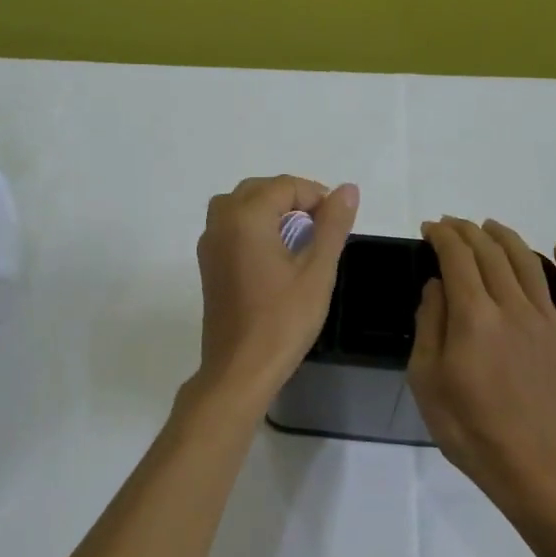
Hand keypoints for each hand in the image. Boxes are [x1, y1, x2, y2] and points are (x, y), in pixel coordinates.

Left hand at [194, 175, 358, 400]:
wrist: (240, 370)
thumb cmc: (283, 320)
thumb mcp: (317, 271)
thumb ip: (332, 225)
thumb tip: (347, 189)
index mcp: (245, 217)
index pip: (284, 186)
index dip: (315, 196)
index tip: (336, 222)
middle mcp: (220, 222)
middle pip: (258, 190)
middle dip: (292, 199)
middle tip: (321, 226)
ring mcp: (209, 244)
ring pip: (240, 206)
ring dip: (270, 211)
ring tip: (299, 237)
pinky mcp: (208, 265)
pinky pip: (230, 228)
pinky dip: (253, 227)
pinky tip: (275, 255)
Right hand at [409, 218, 555, 510]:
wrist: (529, 466)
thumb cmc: (468, 427)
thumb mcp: (426, 379)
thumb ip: (429, 324)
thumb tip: (437, 284)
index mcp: (475, 317)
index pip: (458, 258)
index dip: (442, 237)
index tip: (430, 228)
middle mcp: (514, 307)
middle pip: (491, 253)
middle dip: (468, 231)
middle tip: (452, 225)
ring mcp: (550, 321)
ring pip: (529, 262)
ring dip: (506, 237)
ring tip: (490, 227)